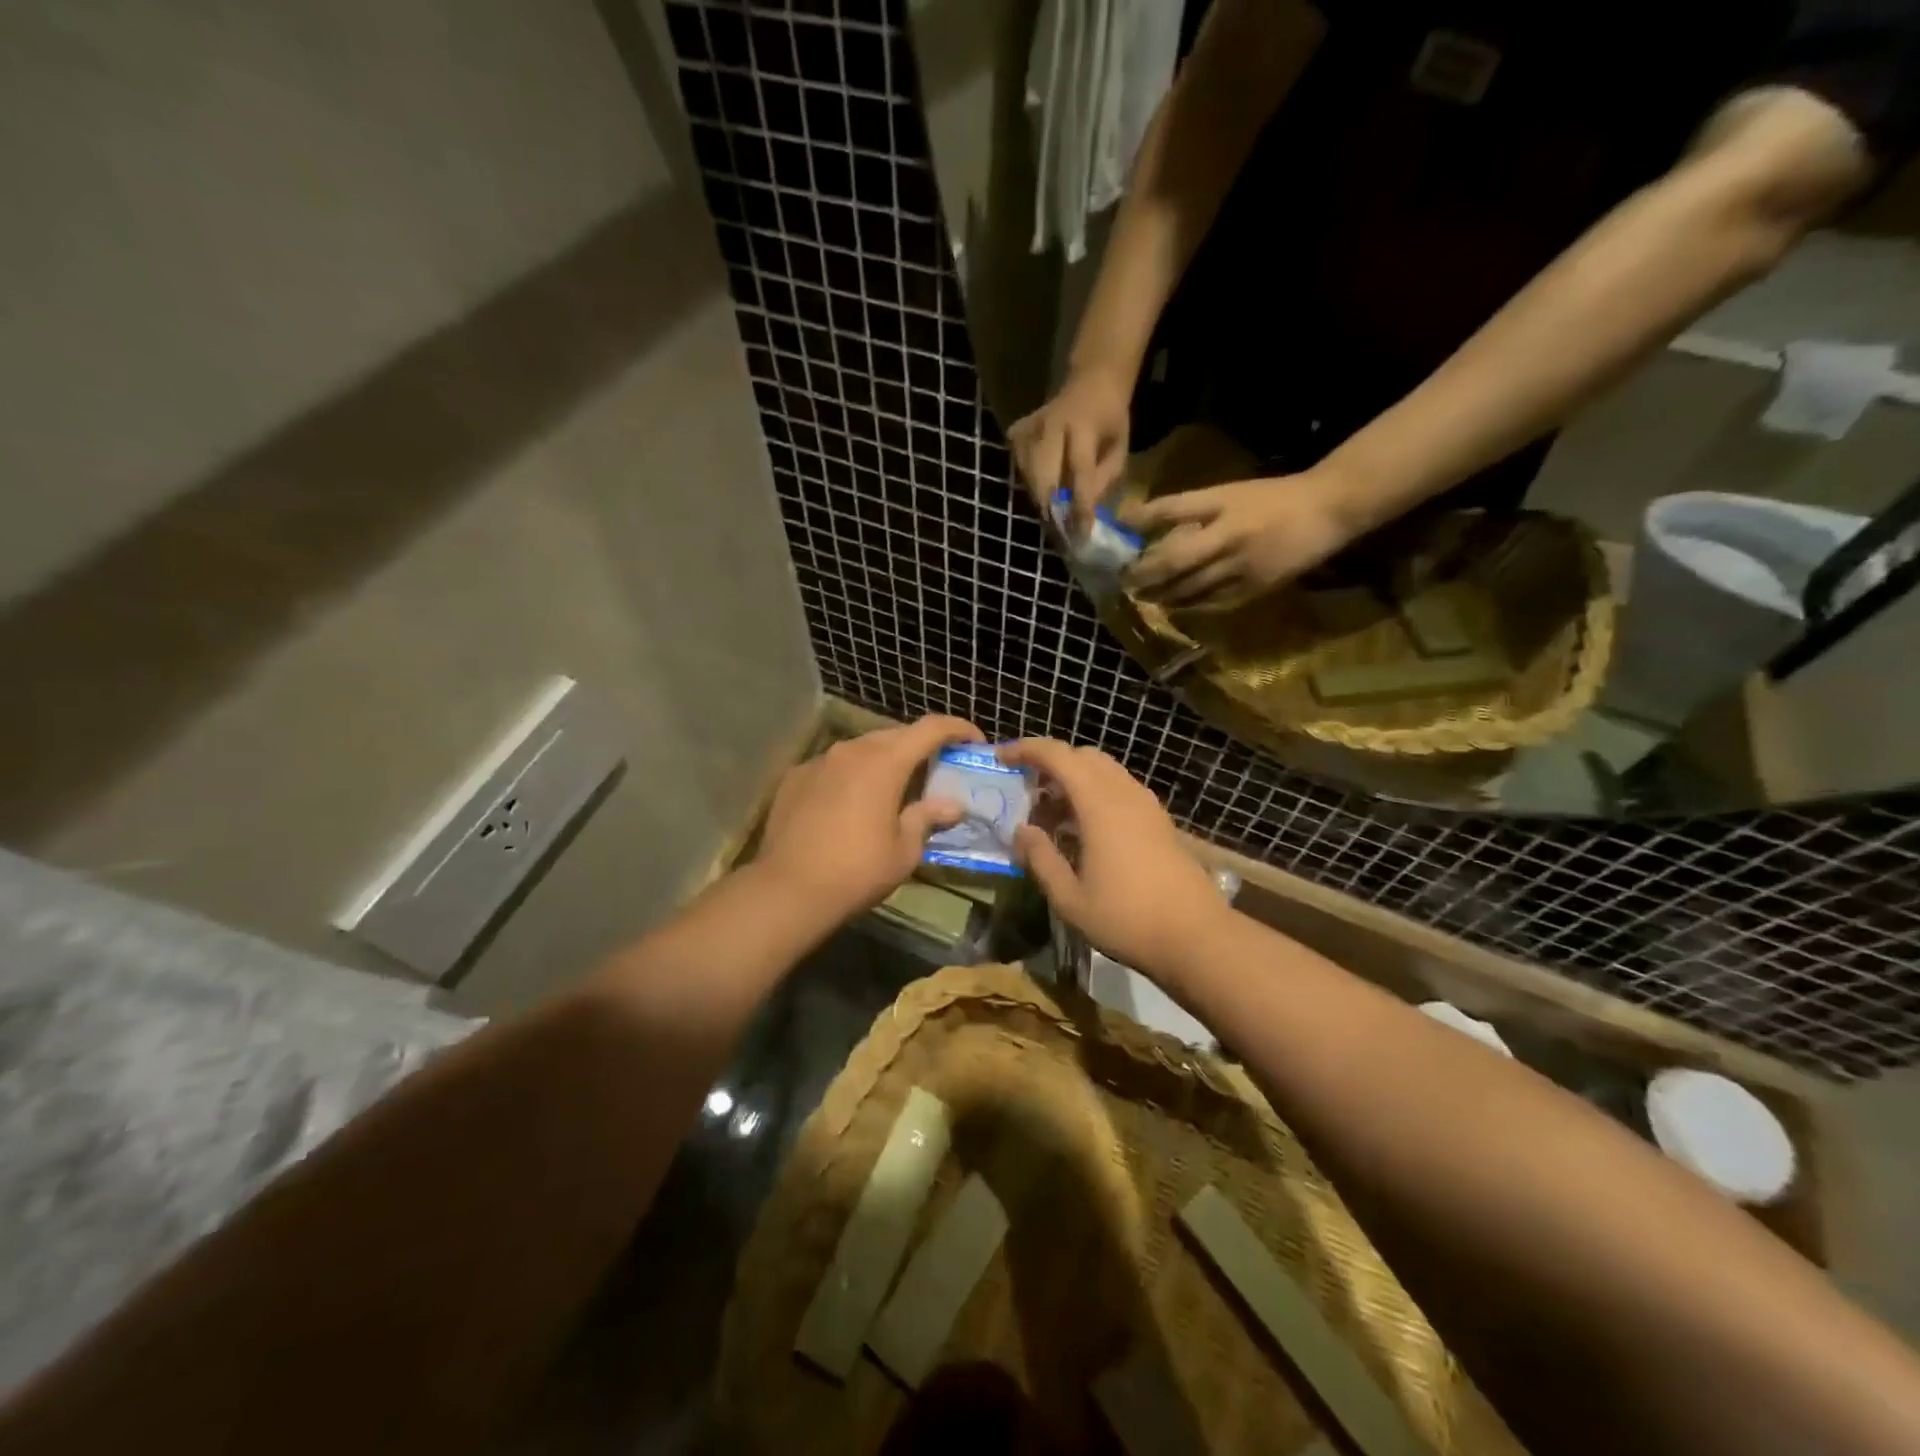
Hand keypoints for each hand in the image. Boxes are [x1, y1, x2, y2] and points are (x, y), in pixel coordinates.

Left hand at [757, 715, 983, 921]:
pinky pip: (834, 766)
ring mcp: (819, 761)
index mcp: (884, 762)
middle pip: (895, 735)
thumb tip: (951, 805)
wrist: (787, 890)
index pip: (930, 729)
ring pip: (861, 748)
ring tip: (894, 786)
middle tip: (936, 768)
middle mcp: (851, 750)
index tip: (974, 741)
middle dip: (920, 746)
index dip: (957, 729)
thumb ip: (927, 818)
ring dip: (884, 760)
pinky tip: (852, 803)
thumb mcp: (904, 850)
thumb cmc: (857, 871)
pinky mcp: (795, 777)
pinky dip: (852, 775)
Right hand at [996, 739, 1228, 973]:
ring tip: (1052, 818)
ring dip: (1074, 781)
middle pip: (1083, 757)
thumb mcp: (1070, 898)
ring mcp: (1147, 806)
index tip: (1002, 758)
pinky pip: (1120, 790)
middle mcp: (1124, 793)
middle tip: (1027, 794)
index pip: (1058, 756)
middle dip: (1051, 765)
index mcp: (1099, 803)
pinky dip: (1096, 795)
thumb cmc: (1126, 918)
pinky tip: (1084, 832)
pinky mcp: (1160, 821)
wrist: (1196, 937)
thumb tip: (1021, 830)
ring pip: (1105, 772)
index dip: (1027, 750)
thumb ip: (1041, 858)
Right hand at [1008, 367, 1131, 535]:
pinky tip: (1044, 485)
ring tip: (1054, 513)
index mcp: (1084, 426)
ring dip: (1041, 500)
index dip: (1080, 506)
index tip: (1081, 535)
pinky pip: (1019, 469)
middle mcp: (1052, 424)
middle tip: (1061, 532)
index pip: (1079, 472)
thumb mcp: (1119, 449)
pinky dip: (1031, 484)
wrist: (1090, 383)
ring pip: (1028, 477)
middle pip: (1044, 478)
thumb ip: (1104, 481)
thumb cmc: (1109, 421)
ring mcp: (1030, 427)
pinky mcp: (1016, 432)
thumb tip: (1085, 516)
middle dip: (1052, 510)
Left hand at [1125, 470, 1356, 610]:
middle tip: (1122, 581)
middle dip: (1144, 573)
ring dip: (1161, 593)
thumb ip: (1186, 509)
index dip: (1142, 519)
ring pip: (1190, 587)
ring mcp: (1242, 567)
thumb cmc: (1271, 498)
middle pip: (1175, 560)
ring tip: (1141, 595)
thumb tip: (1140, 521)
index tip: (1118, 536)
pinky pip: (1212, 602)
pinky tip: (1173, 605)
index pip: (1171, 511)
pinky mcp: (1254, 589)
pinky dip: (1189, 605)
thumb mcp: (1227, 494)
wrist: (1327, 510)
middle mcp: (1229, 538)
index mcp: (1223, 506)